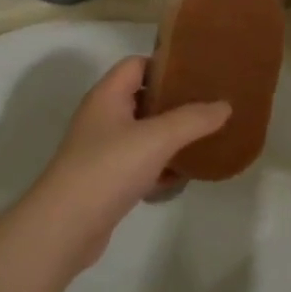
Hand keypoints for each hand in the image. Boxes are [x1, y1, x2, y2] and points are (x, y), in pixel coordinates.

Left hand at [30, 58, 229, 264]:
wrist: (65, 227)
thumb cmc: (108, 168)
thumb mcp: (157, 138)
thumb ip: (193, 119)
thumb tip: (225, 105)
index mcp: (107, 96)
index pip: (136, 64)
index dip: (166, 64)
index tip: (199, 71)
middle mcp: (102, 118)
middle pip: (142, 98)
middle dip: (175, 101)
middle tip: (210, 104)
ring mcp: (103, 151)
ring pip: (143, 134)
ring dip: (171, 136)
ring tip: (206, 136)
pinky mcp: (107, 181)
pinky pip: (140, 164)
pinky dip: (161, 166)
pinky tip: (185, 174)